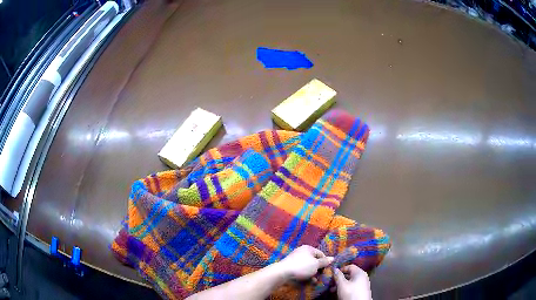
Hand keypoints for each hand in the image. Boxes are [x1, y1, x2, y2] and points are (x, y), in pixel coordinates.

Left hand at [277, 245, 333, 280]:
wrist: (283, 272)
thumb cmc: (302, 266)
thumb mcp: (316, 264)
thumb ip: (324, 262)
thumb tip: (332, 258)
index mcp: (308, 248)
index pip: (321, 254)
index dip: (325, 262)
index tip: (327, 269)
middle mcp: (302, 252)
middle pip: (314, 260)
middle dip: (318, 269)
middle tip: (321, 276)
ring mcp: (296, 259)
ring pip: (308, 266)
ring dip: (313, 274)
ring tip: (315, 280)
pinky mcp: (291, 266)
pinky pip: (302, 270)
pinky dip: (306, 275)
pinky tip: (308, 281)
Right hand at [333, 265, 371, 299]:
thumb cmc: (351, 293)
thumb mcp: (342, 284)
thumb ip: (338, 276)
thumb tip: (334, 268)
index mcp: (359, 272)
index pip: (350, 266)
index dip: (340, 269)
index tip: (333, 274)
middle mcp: (362, 276)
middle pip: (349, 274)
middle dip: (339, 278)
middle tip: (331, 283)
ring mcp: (363, 283)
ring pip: (350, 281)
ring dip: (341, 284)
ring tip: (332, 290)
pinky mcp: (362, 290)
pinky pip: (352, 286)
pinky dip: (346, 288)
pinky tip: (339, 293)